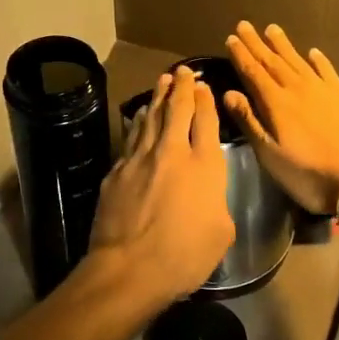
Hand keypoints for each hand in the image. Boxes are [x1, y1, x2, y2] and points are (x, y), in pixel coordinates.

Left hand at [85, 68, 234, 307]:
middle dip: (181, 87)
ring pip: (150, 117)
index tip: (204, 86)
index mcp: (205, 165)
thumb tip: (206, 194)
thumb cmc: (184, 256)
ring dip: (158, 97)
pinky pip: (131, 136)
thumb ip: (217, 202)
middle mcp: (172, 152)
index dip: (205, 100)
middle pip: (176, 109)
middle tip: (182, 71)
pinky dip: (138, 121)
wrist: (129, 268)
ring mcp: (140, 158)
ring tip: (162, 81)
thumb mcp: (221, 232)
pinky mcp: (117, 170)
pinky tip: (139, 116)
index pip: (206, 121)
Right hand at [224, 22, 338, 214]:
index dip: (241, 55)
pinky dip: (319, 60)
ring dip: (284, 45)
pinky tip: (313, 52)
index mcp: (276, 103)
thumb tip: (229, 92)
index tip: (232, 38)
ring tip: (273, 29)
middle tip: (245, 25)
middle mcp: (299, 89)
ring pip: (299, 61)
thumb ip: (249, 121)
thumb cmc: (309, 173)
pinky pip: (328, 71)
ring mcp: (325, 90)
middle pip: (274, 61)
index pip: (254, 72)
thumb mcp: (270, 154)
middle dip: (257, 44)